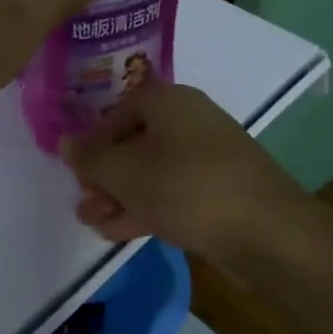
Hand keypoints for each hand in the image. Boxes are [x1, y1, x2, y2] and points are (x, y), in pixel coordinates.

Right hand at [60, 82, 312, 264]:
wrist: (266, 232)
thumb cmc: (186, 187)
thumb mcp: (125, 172)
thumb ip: (90, 158)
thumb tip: (66, 143)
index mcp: (169, 101)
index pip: (118, 110)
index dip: (92, 140)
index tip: (76, 170)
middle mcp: (189, 121)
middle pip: (134, 143)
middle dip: (104, 176)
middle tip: (84, 204)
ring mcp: (208, 158)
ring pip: (152, 171)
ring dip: (120, 196)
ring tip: (94, 224)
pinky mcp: (219, 191)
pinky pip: (172, 192)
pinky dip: (146, 207)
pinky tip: (120, 231)